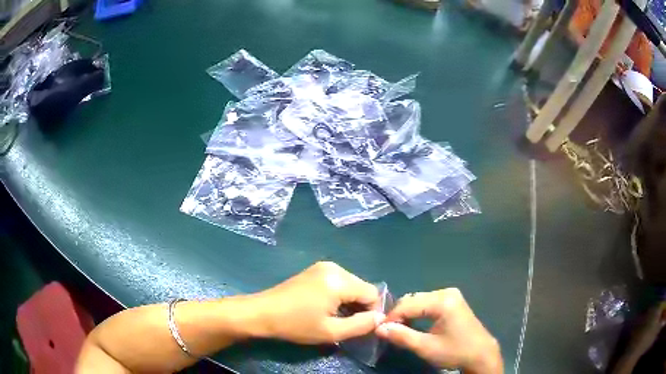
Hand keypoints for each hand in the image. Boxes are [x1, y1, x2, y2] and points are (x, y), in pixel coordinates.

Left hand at [251, 261, 383, 343]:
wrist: (263, 313)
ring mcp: (323, 266)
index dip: (371, 312)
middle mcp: (334, 267)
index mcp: (339, 280)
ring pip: (351, 285)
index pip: (373, 293)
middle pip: (362, 287)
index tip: (359, 327)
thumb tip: (380, 318)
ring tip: (334, 317)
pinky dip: (339, 295)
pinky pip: (339, 282)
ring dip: (349, 301)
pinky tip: (326, 307)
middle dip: (360, 306)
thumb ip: (361, 325)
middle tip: (346, 324)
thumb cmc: (296, 324)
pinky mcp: (315, 270)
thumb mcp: (331, 331)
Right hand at [376, 288, 502, 373]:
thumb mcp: (426, 347)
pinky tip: (414, 325)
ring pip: (419, 300)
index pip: (408, 304)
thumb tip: (379, 328)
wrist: (481, 353)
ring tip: (400, 330)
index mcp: (442, 301)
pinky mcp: (452, 301)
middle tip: (390, 332)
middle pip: (413, 299)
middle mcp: (446, 292)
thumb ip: (402, 336)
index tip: (380, 331)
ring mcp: (451, 295)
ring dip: (407, 314)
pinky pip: (428, 303)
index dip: (391, 317)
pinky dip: (418, 313)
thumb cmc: (455, 351)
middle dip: (399, 315)